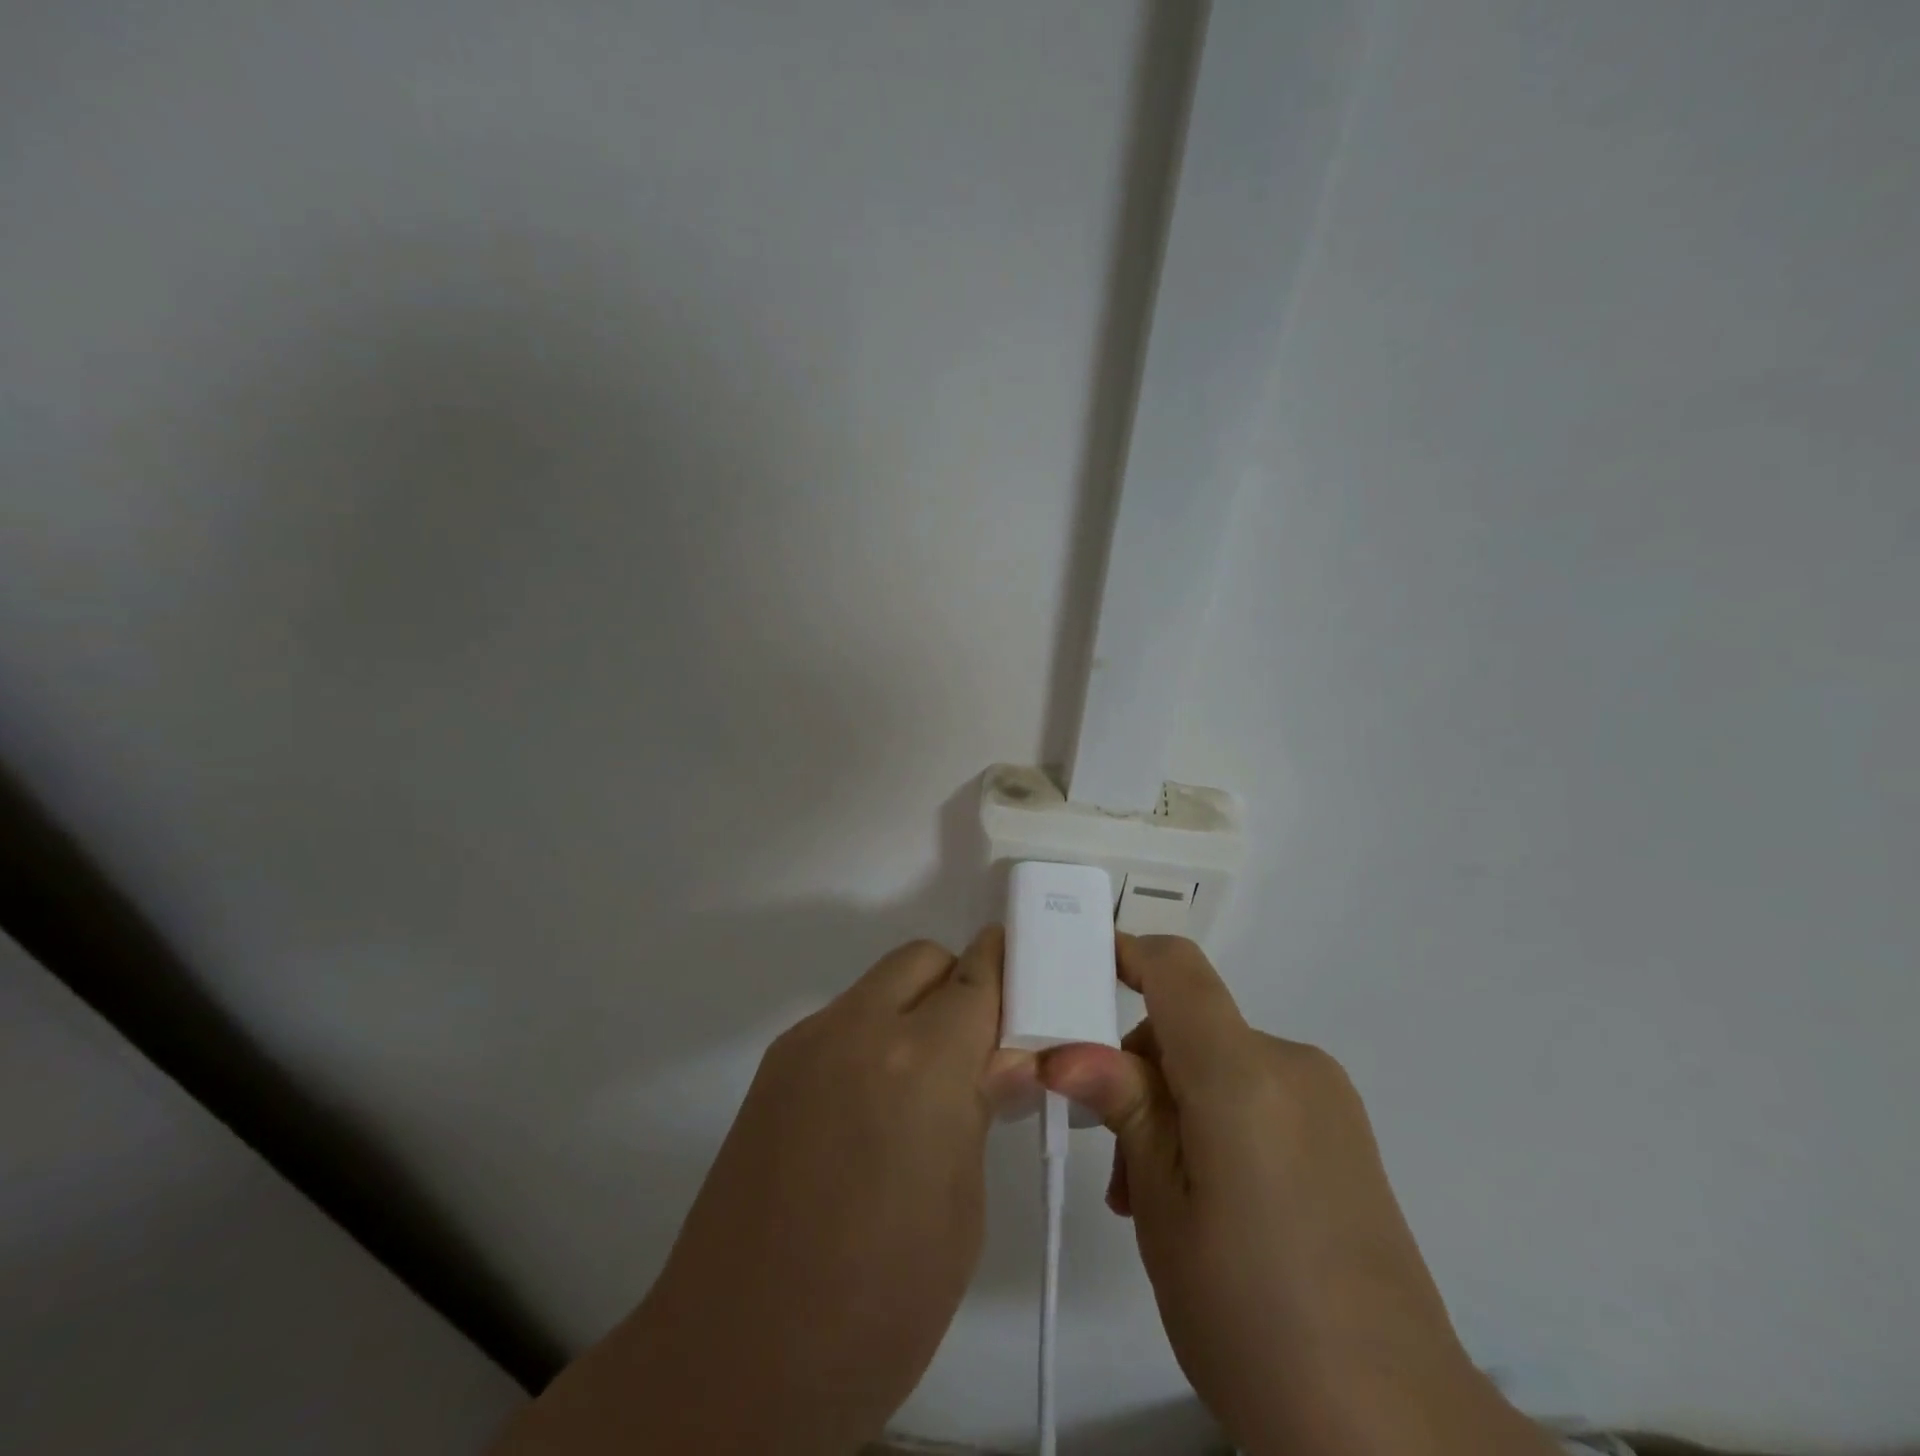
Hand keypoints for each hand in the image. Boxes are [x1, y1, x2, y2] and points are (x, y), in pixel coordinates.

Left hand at [494, 930, 1012, 1455]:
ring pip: (878, 986)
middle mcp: (858, 1030)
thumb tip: (1007, 1058)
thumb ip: (980, 1111)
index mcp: (919, 1064)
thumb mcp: (960, 1214)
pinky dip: (871, 1038)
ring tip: (922, 1088)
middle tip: (975, 1051)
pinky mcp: (773, 1068)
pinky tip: (869, 1111)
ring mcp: (806, 1044)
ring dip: (912, 1010)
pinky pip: (841, 1022)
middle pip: (921, 959)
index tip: (1027, 988)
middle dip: (957, 985)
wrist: (734, 1360)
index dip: (1006, 971)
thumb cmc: (876, 1305)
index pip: (976, 978)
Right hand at [1041, 935, 1556, 1455]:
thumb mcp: (1164, 1210)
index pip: (1177, 969)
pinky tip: (1207, 1205)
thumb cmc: (1252, 1315)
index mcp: (1244, 1072)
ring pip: (1220, 1067)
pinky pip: (1258, 1097)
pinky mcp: (1345, 1137)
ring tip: (1153, 1202)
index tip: (1076, 970)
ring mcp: (1327, 1101)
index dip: (1126, 952)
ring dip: (1174, 1107)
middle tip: (1113, 1163)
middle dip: (1138, 1070)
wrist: (1396, 1432)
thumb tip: (1065, 1051)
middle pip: (1191, 1024)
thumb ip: (1124, 1110)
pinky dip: (1216, 1123)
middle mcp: (1292, 1065)